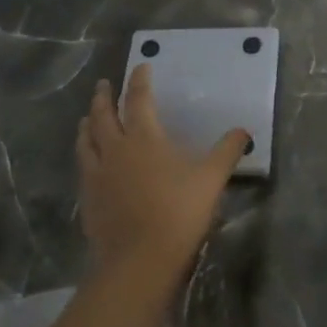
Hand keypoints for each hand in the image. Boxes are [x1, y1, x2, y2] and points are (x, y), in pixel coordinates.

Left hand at [76, 65, 247, 283]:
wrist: (139, 261)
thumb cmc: (179, 212)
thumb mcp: (212, 179)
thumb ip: (227, 151)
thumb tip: (243, 131)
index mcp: (144, 138)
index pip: (139, 99)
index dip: (139, 80)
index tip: (140, 66)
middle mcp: (115, 149)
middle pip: (103, 115)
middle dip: (104, 97)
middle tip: (103, 85)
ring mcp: (97, 175)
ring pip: (86, 140)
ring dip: (88, 124)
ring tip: (88, 117)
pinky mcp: (88, 199)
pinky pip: (83, 167)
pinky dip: (85, 154)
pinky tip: (89, 161)